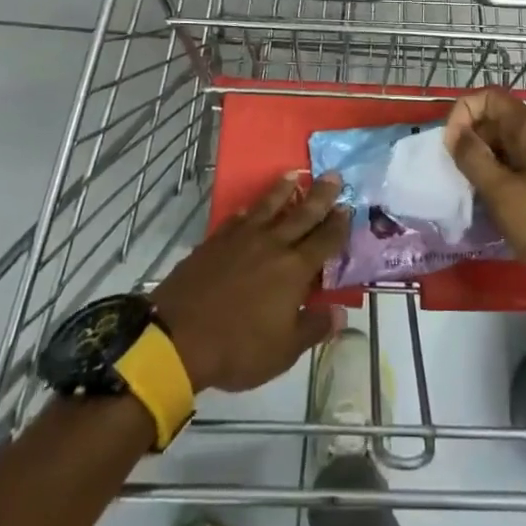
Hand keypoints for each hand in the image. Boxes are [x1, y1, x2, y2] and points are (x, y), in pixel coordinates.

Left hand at [151, 174, 350, 393]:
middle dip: (320, 195)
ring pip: (267, 207)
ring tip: (292, 175)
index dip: (338, 225)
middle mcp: (272, 245)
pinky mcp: (214, 242)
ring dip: (282, 190)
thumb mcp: (284, 350)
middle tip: (332, 174)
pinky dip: (245, 212)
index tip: (348, 207)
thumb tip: (340, 312)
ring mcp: (240, 240)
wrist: (178, 336)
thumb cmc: (238, 347)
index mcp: (294, 270)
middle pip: (301, 214)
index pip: (324, 241)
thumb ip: (313, 328)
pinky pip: (235, 220)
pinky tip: (246, 209)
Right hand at [446, 89, 525, 320]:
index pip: (487, 97)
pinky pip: (514, 173)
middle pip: (493, 122)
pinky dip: (496, 184)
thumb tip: (456, 134)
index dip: (462, 114)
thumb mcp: (503, 193)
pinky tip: (486, 210)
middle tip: (452, 177)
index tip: (449, 148)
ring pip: (502, 150)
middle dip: (468, 143)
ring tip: (465, 196)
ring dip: (480, 167)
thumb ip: (474, 159)